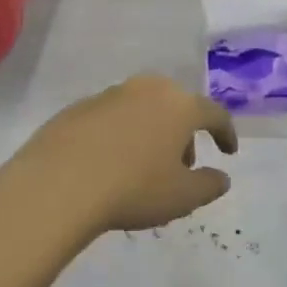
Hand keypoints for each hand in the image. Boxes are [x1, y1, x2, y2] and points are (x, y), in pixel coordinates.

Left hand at [0, 75, 238, 238]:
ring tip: (144, 167)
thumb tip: (221, 177)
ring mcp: (109, 95)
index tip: (228, 152)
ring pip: (142, 108)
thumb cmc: (133, 188)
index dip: (225, 133)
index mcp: (179, 105)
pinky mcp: (78, 107)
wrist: (59, 183)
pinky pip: (111, 118)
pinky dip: (119, 135)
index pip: (214, 113)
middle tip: (182, 164)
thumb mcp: (182, 197)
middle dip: (184, 132)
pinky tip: (110, 163)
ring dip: (151, 131)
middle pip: (176, 106)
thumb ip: (209, 185)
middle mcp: (147, 89)